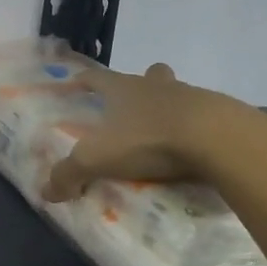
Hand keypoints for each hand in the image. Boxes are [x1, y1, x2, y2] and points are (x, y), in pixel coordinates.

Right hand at [41, 62, 247, 202]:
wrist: (216, 139)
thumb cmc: (149, 139)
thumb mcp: (97, 159)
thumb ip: (69, 173)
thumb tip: (46, 190)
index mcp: (124, 89)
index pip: (98, 77)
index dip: (85, 79)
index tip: (76, 80)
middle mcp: (156, 86)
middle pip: (148, 74)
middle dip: (141, 84)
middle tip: (134, 104)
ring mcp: (192, 97)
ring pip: (178, 94)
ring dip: (170, 107)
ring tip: (165, 133)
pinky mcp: (220, 116)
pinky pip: (203, 118)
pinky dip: (196, 130)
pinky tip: (194, 150)